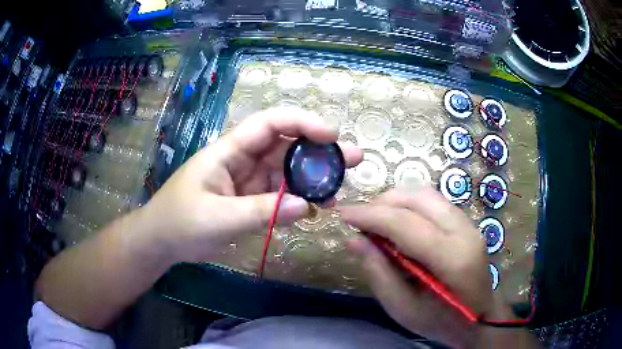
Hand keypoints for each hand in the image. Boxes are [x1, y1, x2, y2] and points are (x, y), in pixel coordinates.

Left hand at [139, 107, 361, 263]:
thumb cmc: (180, 222)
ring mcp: (249, 181)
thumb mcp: (217, 217)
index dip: (302, 123)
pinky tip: (316, 209)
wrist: (162, 241)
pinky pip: (281, 195)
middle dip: (320, 151)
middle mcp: (243, 160)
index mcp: (229, 151)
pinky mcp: (251, 201)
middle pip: (286, 146)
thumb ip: (261, 212)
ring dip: (314, 179)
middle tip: (353, 160)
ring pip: (287, 172)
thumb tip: (307, 206)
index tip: (331, 135)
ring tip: (339, 191)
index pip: (269, 124)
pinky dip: (299, 200)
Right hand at [340, 187, 506, 347]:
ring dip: (395, 201)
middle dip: (381, 203)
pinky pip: (433, 201)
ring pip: (426, 194)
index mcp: (452, 258)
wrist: (479, 318)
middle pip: (418, 198)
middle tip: (359, 221)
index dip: (371, 215)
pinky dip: (409, 205)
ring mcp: (468, 223)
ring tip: (375, 221)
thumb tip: (354, 241)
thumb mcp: (403, 309)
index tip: (343, 214)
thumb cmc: (441, 321)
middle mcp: (464, 231)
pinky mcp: (466, 222)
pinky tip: (398, 222)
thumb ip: (379, 273)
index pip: (406, 224)